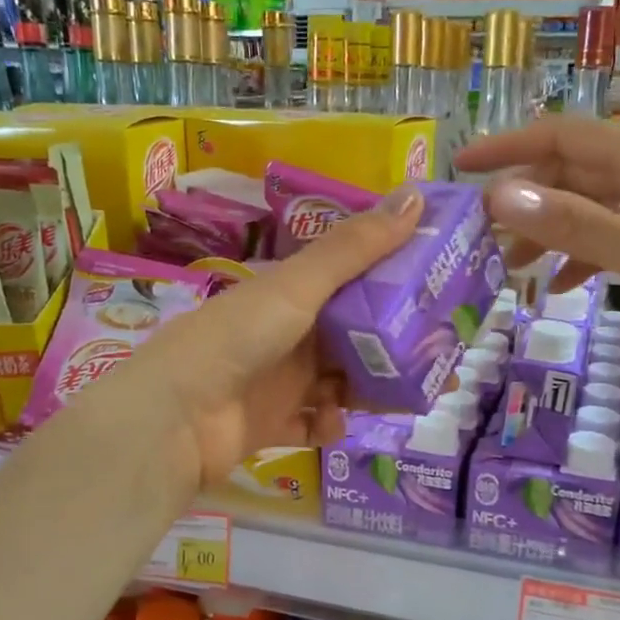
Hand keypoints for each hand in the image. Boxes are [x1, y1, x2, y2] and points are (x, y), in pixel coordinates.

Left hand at [129, 185, 424, 485]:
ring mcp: (279, 381)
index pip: (355, 281)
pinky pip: (313, 423)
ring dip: (372, 390)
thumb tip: (416, 194)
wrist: (174, 418)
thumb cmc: (238, 339)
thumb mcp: (298, 287)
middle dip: (398, 349)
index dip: (397, 284)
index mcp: (292, 294)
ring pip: (342, 383)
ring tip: (413, 400)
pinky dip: (328, 425)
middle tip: (444, 361)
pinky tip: (335, 424)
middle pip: (355, 338)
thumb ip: (354, 248)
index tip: (445, 291)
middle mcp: (289, 334)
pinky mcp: (272, 424)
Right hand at [456, 119, 619, 379]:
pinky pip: (615, 238)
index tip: (460, 168)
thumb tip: (500, 196)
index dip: (507, 146)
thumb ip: (572, 223)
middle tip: (482, 239)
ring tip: (512, 268)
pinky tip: (561, 288)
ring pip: (590, 208)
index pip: (562, 135)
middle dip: (524, 201)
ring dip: (549, 232)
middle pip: (572, 173)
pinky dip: (583, 257)